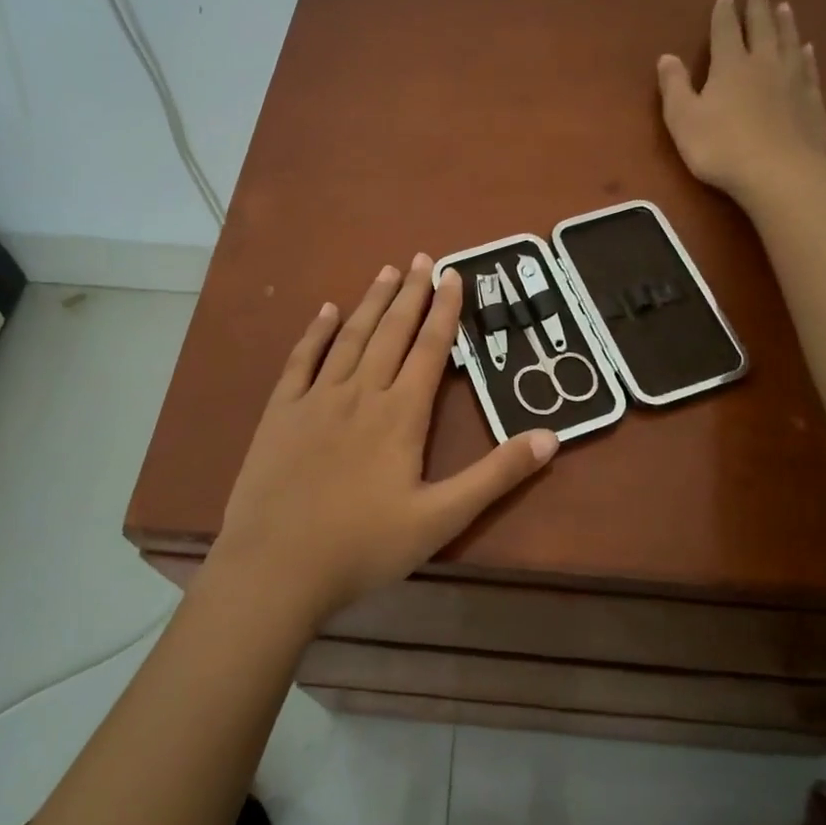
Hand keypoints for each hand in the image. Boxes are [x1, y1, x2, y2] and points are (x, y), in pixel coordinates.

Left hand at [207, 255, 558, 627]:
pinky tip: (327, 310)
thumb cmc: (363, 546)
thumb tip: (550, 437)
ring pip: (351, 337)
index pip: (429, 349)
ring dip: (371, 301)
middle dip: (410, 293)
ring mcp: (316, 399)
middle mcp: (360, 393)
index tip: (453, 275)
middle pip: (391, 332)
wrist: (275, 567)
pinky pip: (302, 360)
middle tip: (422, 257)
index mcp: (400, 415)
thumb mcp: (441, 518)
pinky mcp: (281, 412)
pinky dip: (317, 332)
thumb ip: (495, 476)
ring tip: (387, 270)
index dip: (444, 310)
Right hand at [658, 0, 825, 201]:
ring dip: (786, 24)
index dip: (724, 13)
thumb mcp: (683, 119)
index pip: (726, 31)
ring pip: (789, 43)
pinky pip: (809, 69)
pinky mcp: (812, 102)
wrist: (778, 173)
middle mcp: (764, 64)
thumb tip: (666, 57)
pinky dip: (806, 56)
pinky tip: (807, 50)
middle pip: (762, 29)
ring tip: (785, 8)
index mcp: (730, 66)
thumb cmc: (721, 147)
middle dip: (759, 8)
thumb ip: (674, 87)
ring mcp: (793, 81)